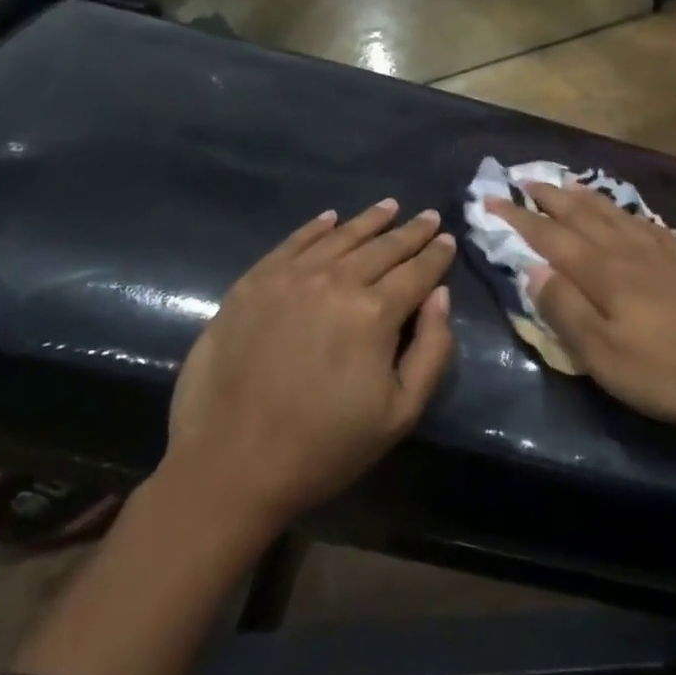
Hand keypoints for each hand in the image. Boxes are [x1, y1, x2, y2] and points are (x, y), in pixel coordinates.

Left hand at [162, 200, 456, 527]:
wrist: (228, 468)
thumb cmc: (324, 448)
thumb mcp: (400, 413)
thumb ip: (432, 349)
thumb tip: (440, 295)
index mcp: (374, 313)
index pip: (417, 271)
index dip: (436, 254)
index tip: (448, 239)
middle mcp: (335, 281)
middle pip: (383, 247)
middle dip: (411, 231)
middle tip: (429, 217)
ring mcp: (289, 278)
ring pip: (341, 237)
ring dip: (370, 220)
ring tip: (390, 207)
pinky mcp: (252, 283)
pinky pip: (293, 243)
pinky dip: (316, 227)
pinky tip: (331, 218)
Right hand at [486, 183, 675, 425]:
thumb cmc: (667, 369)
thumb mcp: (604, 354)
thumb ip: (566, 310)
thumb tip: (532, 270)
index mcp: (603, 272)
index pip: (551, 237)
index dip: (519, 218)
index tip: (492, 200)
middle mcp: (628, 252)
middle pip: (582, 216)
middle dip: (550, 198)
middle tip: (525, 179)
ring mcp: (660, 255)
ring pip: (614, 215)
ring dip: (586, 198)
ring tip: (570, 184)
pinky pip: (648, 226)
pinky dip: (629, 214)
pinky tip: (631, 216)